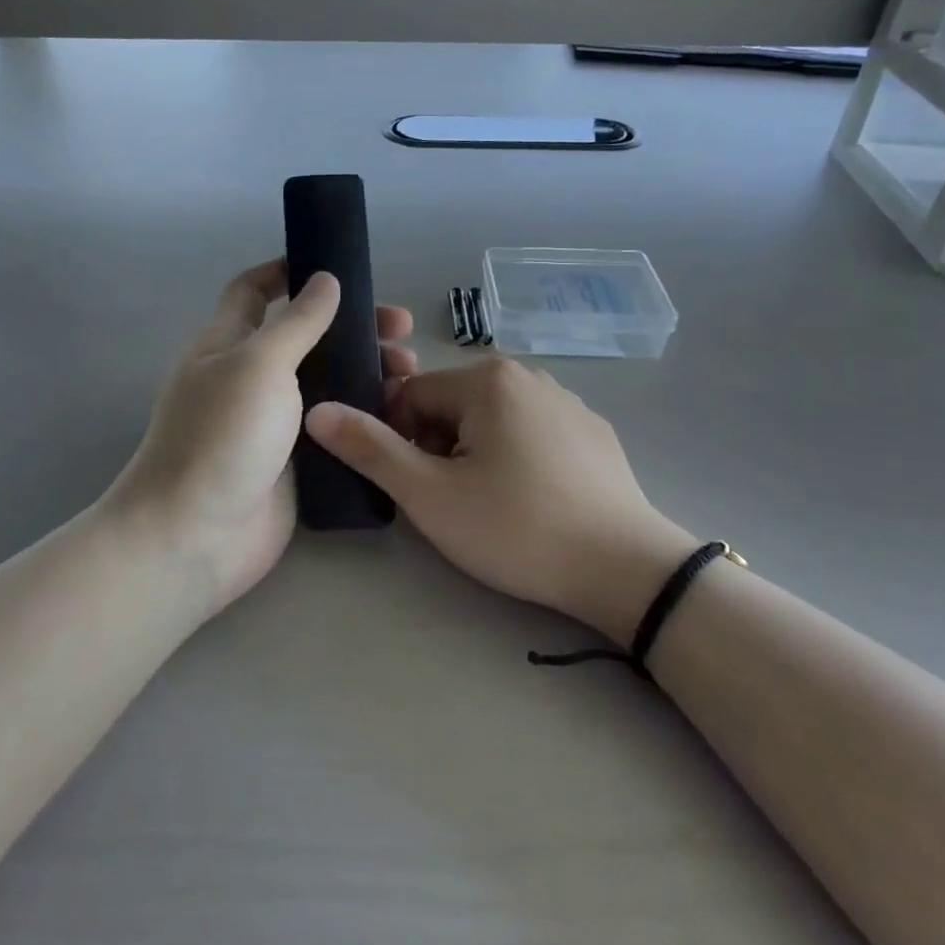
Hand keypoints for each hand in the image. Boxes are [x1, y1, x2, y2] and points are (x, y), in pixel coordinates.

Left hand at [108, 260, 415, 615]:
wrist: (196, 537)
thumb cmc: (221, 437)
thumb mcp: (259, 365)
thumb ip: (297, 323)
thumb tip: (326, 279)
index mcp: (229, 344)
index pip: (253, 291)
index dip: (286, 271)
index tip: (335, 265)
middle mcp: (252, 377)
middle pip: (306, 337)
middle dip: (351, 325)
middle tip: (401, 329)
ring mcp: (275, 422)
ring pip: (327, 383)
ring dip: (366, 370)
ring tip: (409, 373)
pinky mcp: (297, 461)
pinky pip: (335, 426)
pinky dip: (365, 415)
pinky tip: (401, 414)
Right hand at [305, 359, 695, 643]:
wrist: (626, 569)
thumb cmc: (517, 527)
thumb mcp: (430, 495)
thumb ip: (369, 449)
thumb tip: (317, 411)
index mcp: (486, 379)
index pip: (411, 395)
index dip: (399, 441)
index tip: (415, 486)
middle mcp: (527, 376)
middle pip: (451, 405)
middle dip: (437, 448)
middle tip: (451, 502)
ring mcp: (567, 402)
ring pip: (491, 421)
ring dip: (474, 455)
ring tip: (491, 507)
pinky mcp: (593, 433)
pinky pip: (531, 434)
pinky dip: (516, 460)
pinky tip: (532, 503)